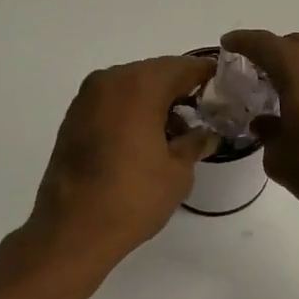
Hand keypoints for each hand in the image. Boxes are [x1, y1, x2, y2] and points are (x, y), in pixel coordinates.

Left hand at [27, 55, 216, 263]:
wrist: (72, 230)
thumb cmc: (133, 197)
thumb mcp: (178, 171)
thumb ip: (195, 142)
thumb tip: (205, 134)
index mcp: (139, 85)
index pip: (183, 67)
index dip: (207, 75)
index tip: (226, 87)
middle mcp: (110, 81)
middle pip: (155, 73)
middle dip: (181, 89)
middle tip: (205, 111)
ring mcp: (87, 99)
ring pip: (132, 87)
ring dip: (156, 101)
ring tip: (178, 131)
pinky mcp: (73, 119)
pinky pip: (113, 103)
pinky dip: (133, 111)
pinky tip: (148, 138)